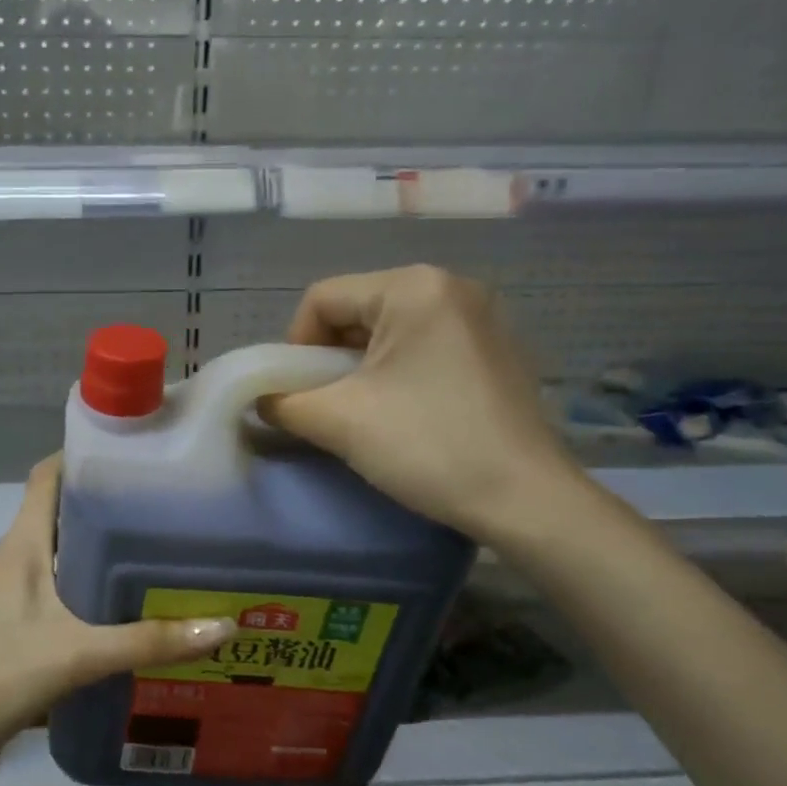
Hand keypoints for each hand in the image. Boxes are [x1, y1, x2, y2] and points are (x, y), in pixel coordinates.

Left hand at [0, 456, 235, 771]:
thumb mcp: (78, 656)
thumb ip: (147, 641)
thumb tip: (221, 625)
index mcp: (23, 543)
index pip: (48, 476)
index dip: (84, 455)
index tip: (136, 453)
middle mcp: (17, 556)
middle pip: (64, 511)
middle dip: (111, 505)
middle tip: (169, 507)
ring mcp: (15, 589)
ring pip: (64, 552)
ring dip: (104, 549)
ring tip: (161, 551)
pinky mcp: (18, 620)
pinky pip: (62, 587)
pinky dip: (94, 586)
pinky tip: (130, 607)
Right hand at [262, 265, 586, 542]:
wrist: (525, 499)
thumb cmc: (427, 446)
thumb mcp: (338, 421)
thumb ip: (283, 403)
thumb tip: (261, 400)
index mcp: (413, 287)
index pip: (322, 299)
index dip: (295, 346)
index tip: (299, 395)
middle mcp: (452, 286)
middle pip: (358, 310)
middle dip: (330, 359)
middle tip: (327, 406)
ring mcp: (483, 317)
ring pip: (391, 331)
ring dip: (363, 368)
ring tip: (364, 413)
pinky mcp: (499, 349)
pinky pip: (427, 347)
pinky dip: (400, 373)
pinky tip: (407, 414)